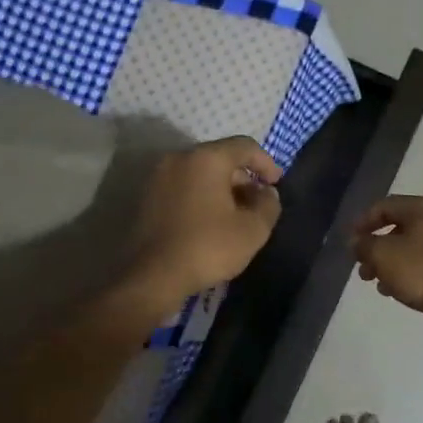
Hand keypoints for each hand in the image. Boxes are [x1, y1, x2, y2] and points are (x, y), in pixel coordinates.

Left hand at [126, 137, 283, 312]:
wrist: (153, 276)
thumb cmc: (207, 247)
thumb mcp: (253, 230)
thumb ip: (268, 205)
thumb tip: (267, 193)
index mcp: (206, 159)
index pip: (244, 146)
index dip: (266, 162)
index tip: (276, 184)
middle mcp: (179, 158)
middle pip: (220, 157)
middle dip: (243, 177)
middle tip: (257, 202)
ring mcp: (158, 177)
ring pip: (200, 173)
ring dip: (222, 188)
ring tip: (236, 215)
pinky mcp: (146, 197)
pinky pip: (183, 186)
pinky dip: (201, 196)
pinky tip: (210, 222)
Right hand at [350, 196, 422, 328]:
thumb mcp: (384, 256)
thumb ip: (365, 246)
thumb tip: (357, 241)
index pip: (384, 206)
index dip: (363, 222)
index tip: (350, 242)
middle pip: (400, 228)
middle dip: (377, 248)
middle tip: (363, 270)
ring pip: (414, 248)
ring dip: (392, 264)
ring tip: (379, 285)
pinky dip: (411, 273)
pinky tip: (401, 292)